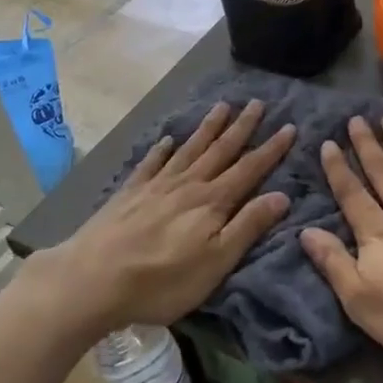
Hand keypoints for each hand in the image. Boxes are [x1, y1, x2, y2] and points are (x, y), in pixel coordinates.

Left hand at [39, 101, 294, 335]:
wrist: (93, 279)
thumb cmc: (161, 280)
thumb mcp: (216, 261)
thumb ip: (247, 226)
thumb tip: (281, 195)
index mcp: (212, 202)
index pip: (249, 169)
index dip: (271, 149)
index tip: (289, 127)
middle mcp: (188, 184)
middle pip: (221, 150)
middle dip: (242, 127)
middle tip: (257, 102)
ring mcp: (157, 186)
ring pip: (189, 149)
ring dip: (208, 128)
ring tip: (222, 106)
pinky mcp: (130, 193)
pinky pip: (151, 163)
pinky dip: (161, 150)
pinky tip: (167, 140)